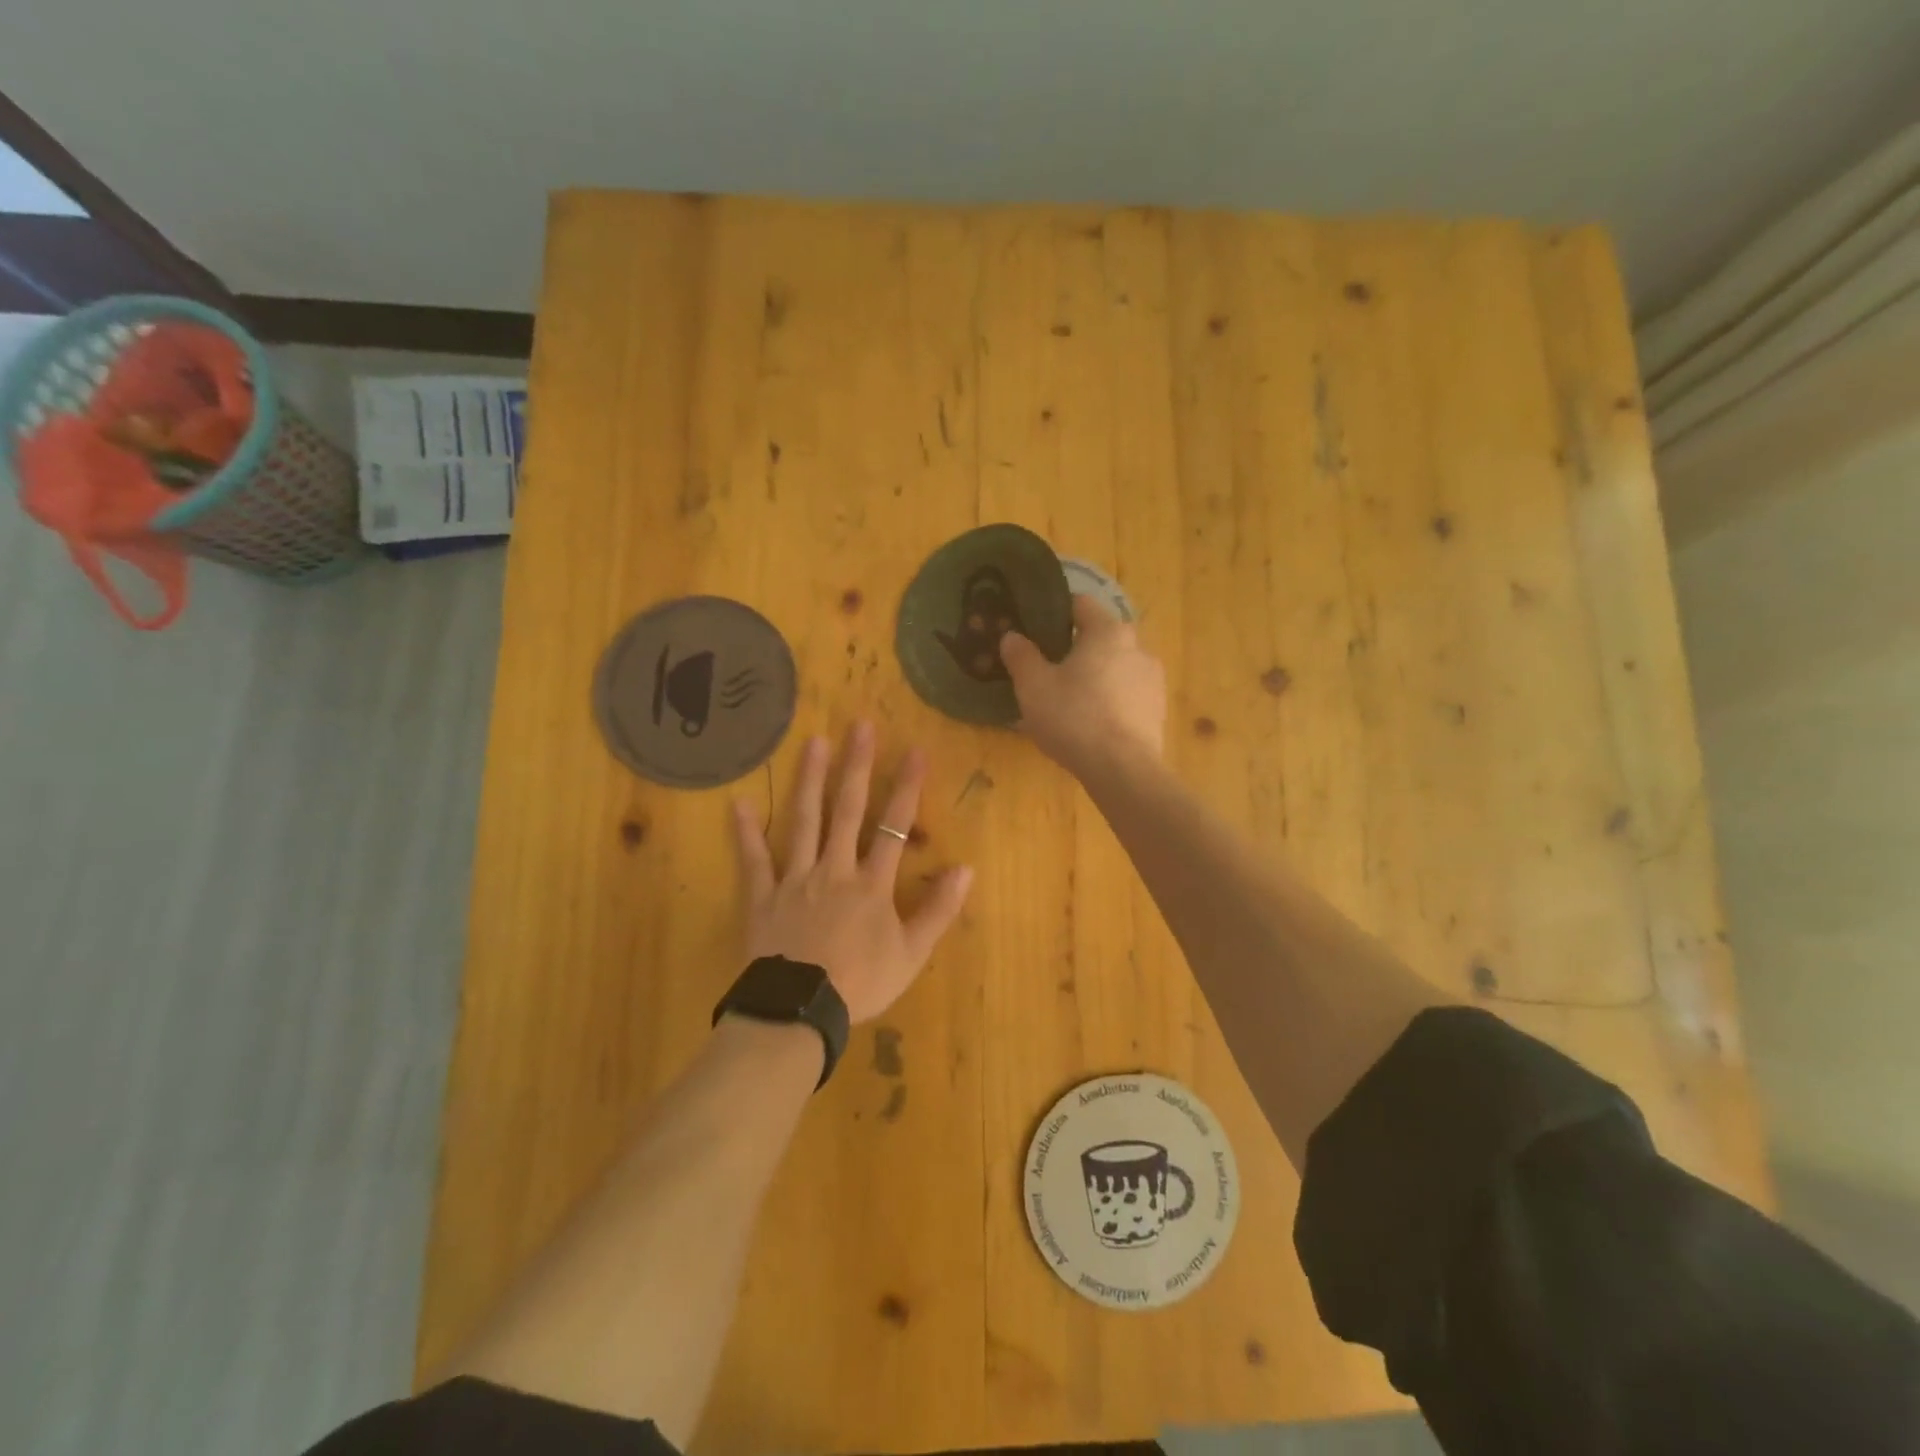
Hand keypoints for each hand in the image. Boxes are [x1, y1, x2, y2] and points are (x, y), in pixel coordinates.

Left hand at [732, 724, 973, 1024]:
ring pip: (803, 821)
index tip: (915, 750)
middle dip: (856, 766)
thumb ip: (938, 910)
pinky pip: (753, 860)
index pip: (894, 826)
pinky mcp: (762, 896)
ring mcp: (795, 879)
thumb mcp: (911, 954)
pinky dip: (745, 832)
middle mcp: (834, 868)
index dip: (906, 787)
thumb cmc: (860, 983)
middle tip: (859, 725)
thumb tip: (965, 868)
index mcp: (871, 883)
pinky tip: (738, 802)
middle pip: (847, 811)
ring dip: (810, 780)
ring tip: (814, 742)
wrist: (799, 1011)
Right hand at [1000, 595, 1166, 775]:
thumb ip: (1021, 656)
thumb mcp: (1033, 686)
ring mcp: (1153, 680)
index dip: (1055, 611)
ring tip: (1068, 700)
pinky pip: (1126, 695)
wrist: (1122, 769)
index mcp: (1108, 631)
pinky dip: (1108, 701)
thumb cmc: (1074, 717)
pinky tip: (1089, 723)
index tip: (1034, 627)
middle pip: (1100, 637)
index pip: (1080, 604)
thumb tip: (1012, 636)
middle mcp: (1137, 647)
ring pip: (1115, 668)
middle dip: (1074, 648)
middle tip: (1047, 668)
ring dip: (1094, 676)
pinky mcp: (1157, 711)